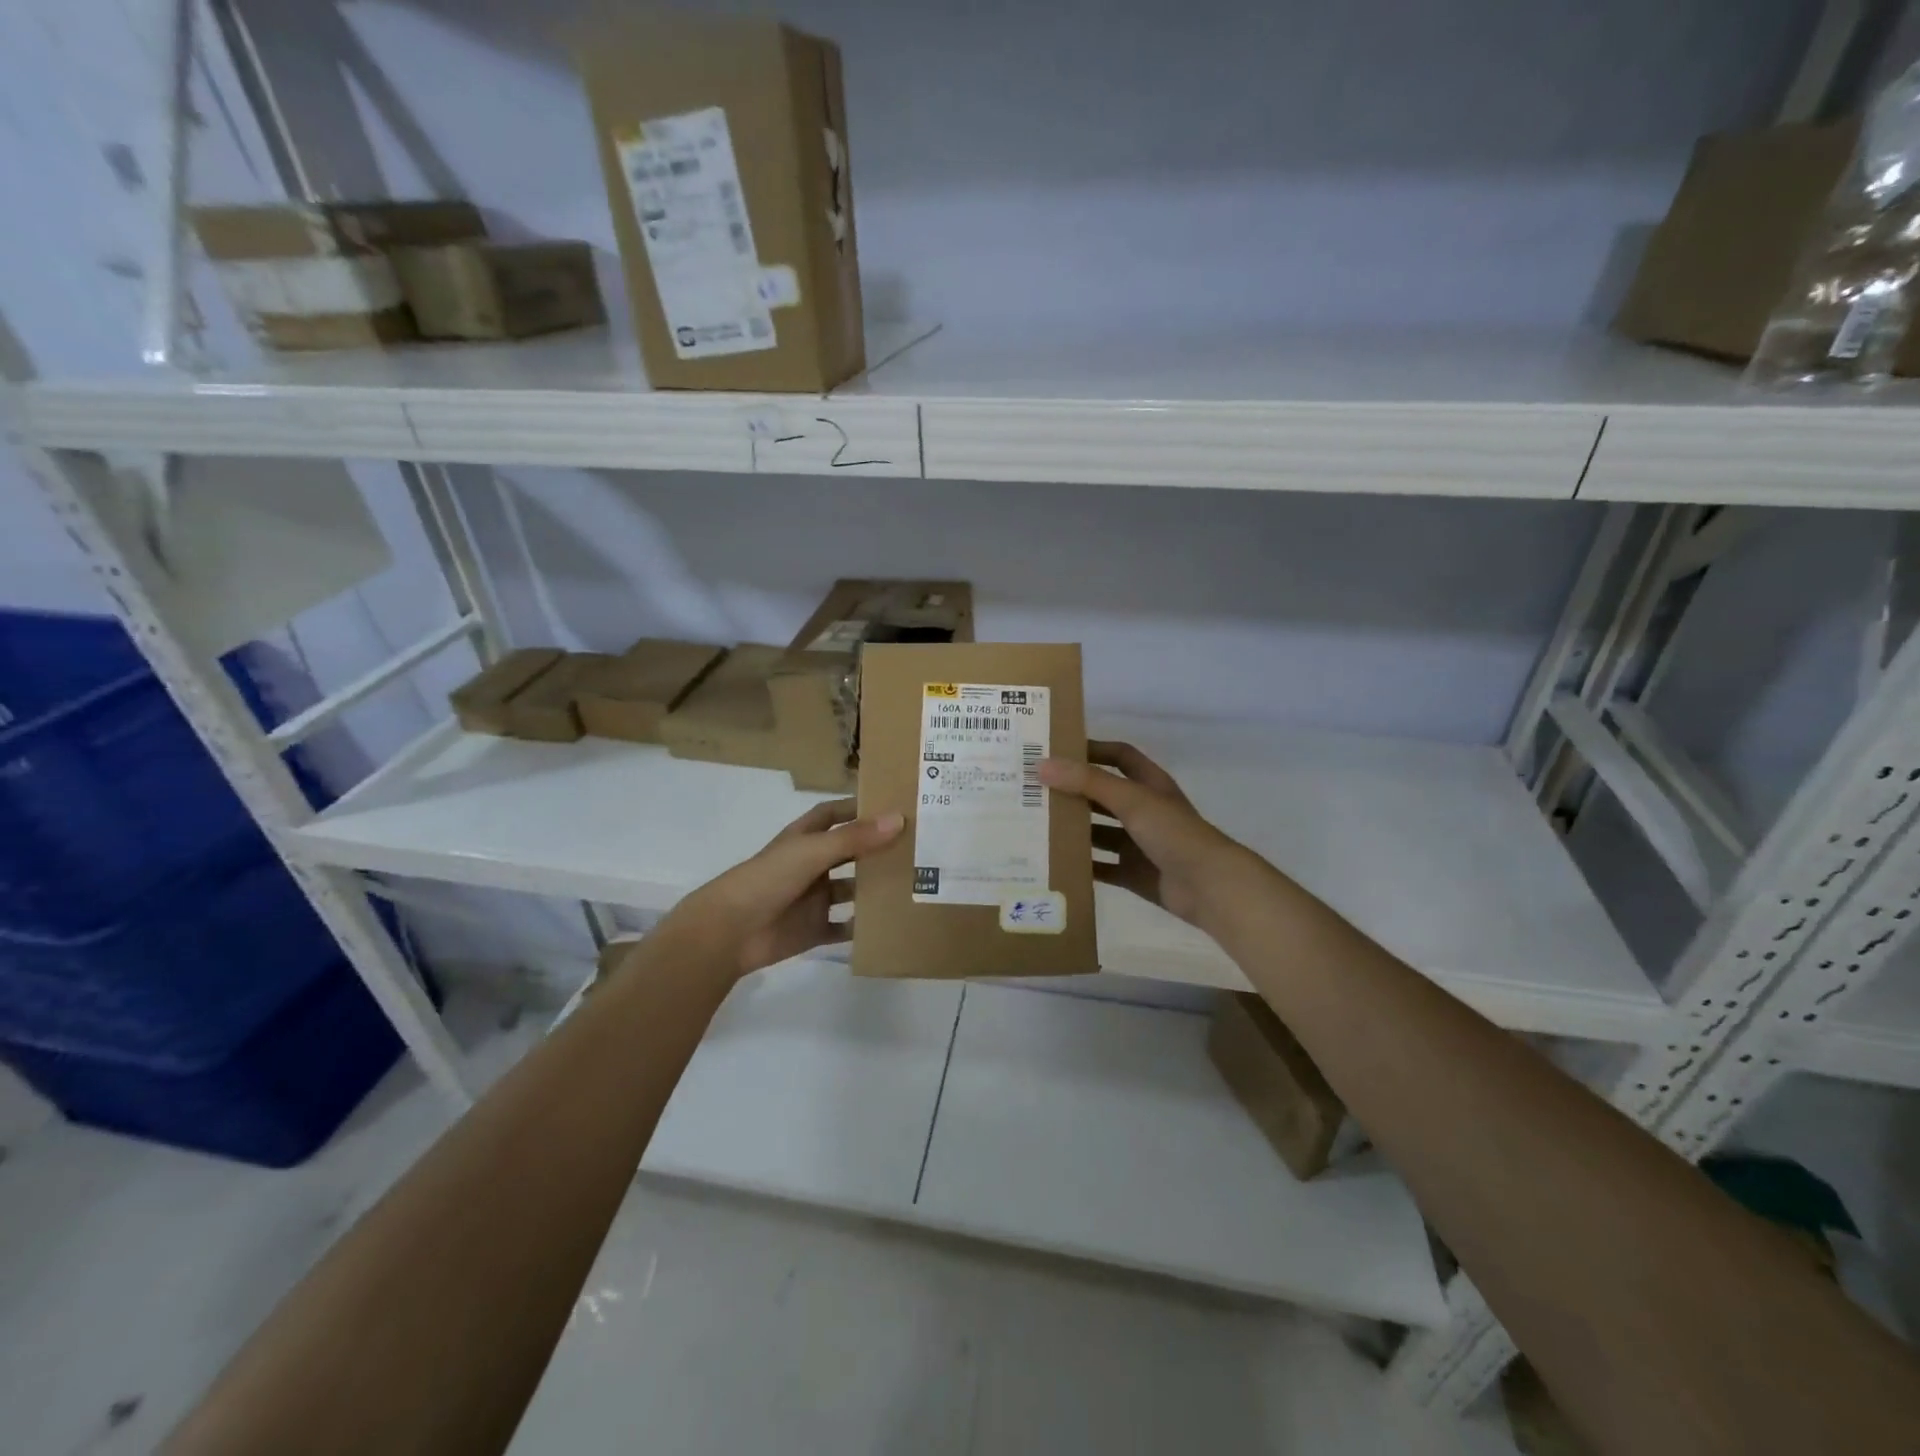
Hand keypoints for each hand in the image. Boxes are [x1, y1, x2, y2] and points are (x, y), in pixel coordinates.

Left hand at [662, 800, 904, 976]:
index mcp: (804, 839)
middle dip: (876, 848)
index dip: (857, 808)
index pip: (833, 815)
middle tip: (917, 846)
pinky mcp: (813, 930)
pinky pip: (844, 928)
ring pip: (851, 890)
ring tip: (913, 883)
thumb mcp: (812, 852)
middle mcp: (811, 865)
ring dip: (875, 888)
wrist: (728, 932)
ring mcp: (812, 899)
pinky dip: (864, 928)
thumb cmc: (767, 880)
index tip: (892, 804)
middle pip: (848, 852)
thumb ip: (854, 839)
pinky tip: (892, 924)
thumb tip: (898, 819)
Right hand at [1040, 740, 1251, 929]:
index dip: (1093, 750)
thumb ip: (1087, 782)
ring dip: (1074, 829)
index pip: (1119, 757)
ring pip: (1099, 832)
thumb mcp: (1130, 799)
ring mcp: (1139, 844)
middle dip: (1072, 792)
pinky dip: (1082, 865)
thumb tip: (1041, 765)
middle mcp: (1144, 810)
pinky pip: (1102, 867)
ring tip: (1036, 826)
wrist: (1209, 886)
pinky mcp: (1134, 873)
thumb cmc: (1173, 832)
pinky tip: (1054, 863)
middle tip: (1034, 790)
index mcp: (1149, 785)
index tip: (1057, 751)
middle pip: (1102, 795)